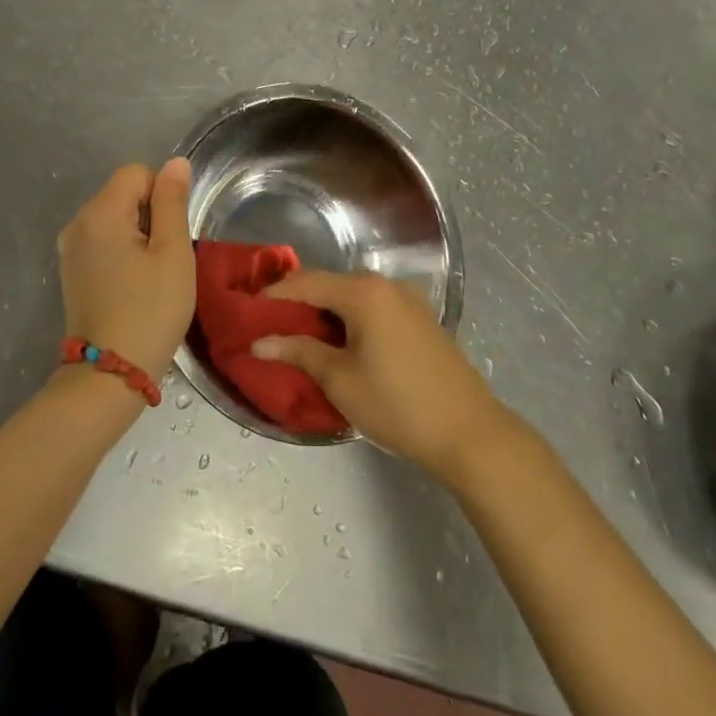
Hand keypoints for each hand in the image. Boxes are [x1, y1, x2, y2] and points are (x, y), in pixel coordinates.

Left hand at [57, 159, 195, 383]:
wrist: (111, 373)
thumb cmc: (151, 309)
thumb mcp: (173, 252)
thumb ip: (172, 202)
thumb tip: (176, 163)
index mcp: (100, 212)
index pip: (137, 173)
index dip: (162, 195)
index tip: (172, 234)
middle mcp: (77, 222)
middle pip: (123, 193)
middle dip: (150, 215)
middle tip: (165, 258)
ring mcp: (70, 249)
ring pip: (114, 219)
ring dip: (137, 236)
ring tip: (150, 274)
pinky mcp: (71, 271)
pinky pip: (102, 242)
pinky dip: (122, 252)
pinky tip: (133, 284)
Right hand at [253, 270, 507, 482]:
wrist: (470, 433)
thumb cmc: (398, 405)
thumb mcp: (340, 380)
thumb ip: (298, 352)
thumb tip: (258, 342)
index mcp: (364, 292)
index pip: (305, 282)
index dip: (272, 296)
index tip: (246, 314)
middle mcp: (386, 285)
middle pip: (329, 284)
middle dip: (296, 303)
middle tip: (268, 327)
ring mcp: (407, 300)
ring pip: (351, 296)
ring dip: (323, 312)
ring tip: (297, 338)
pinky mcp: (420, 319)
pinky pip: (373, 308)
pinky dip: (349, 319)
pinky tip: (338, 344)